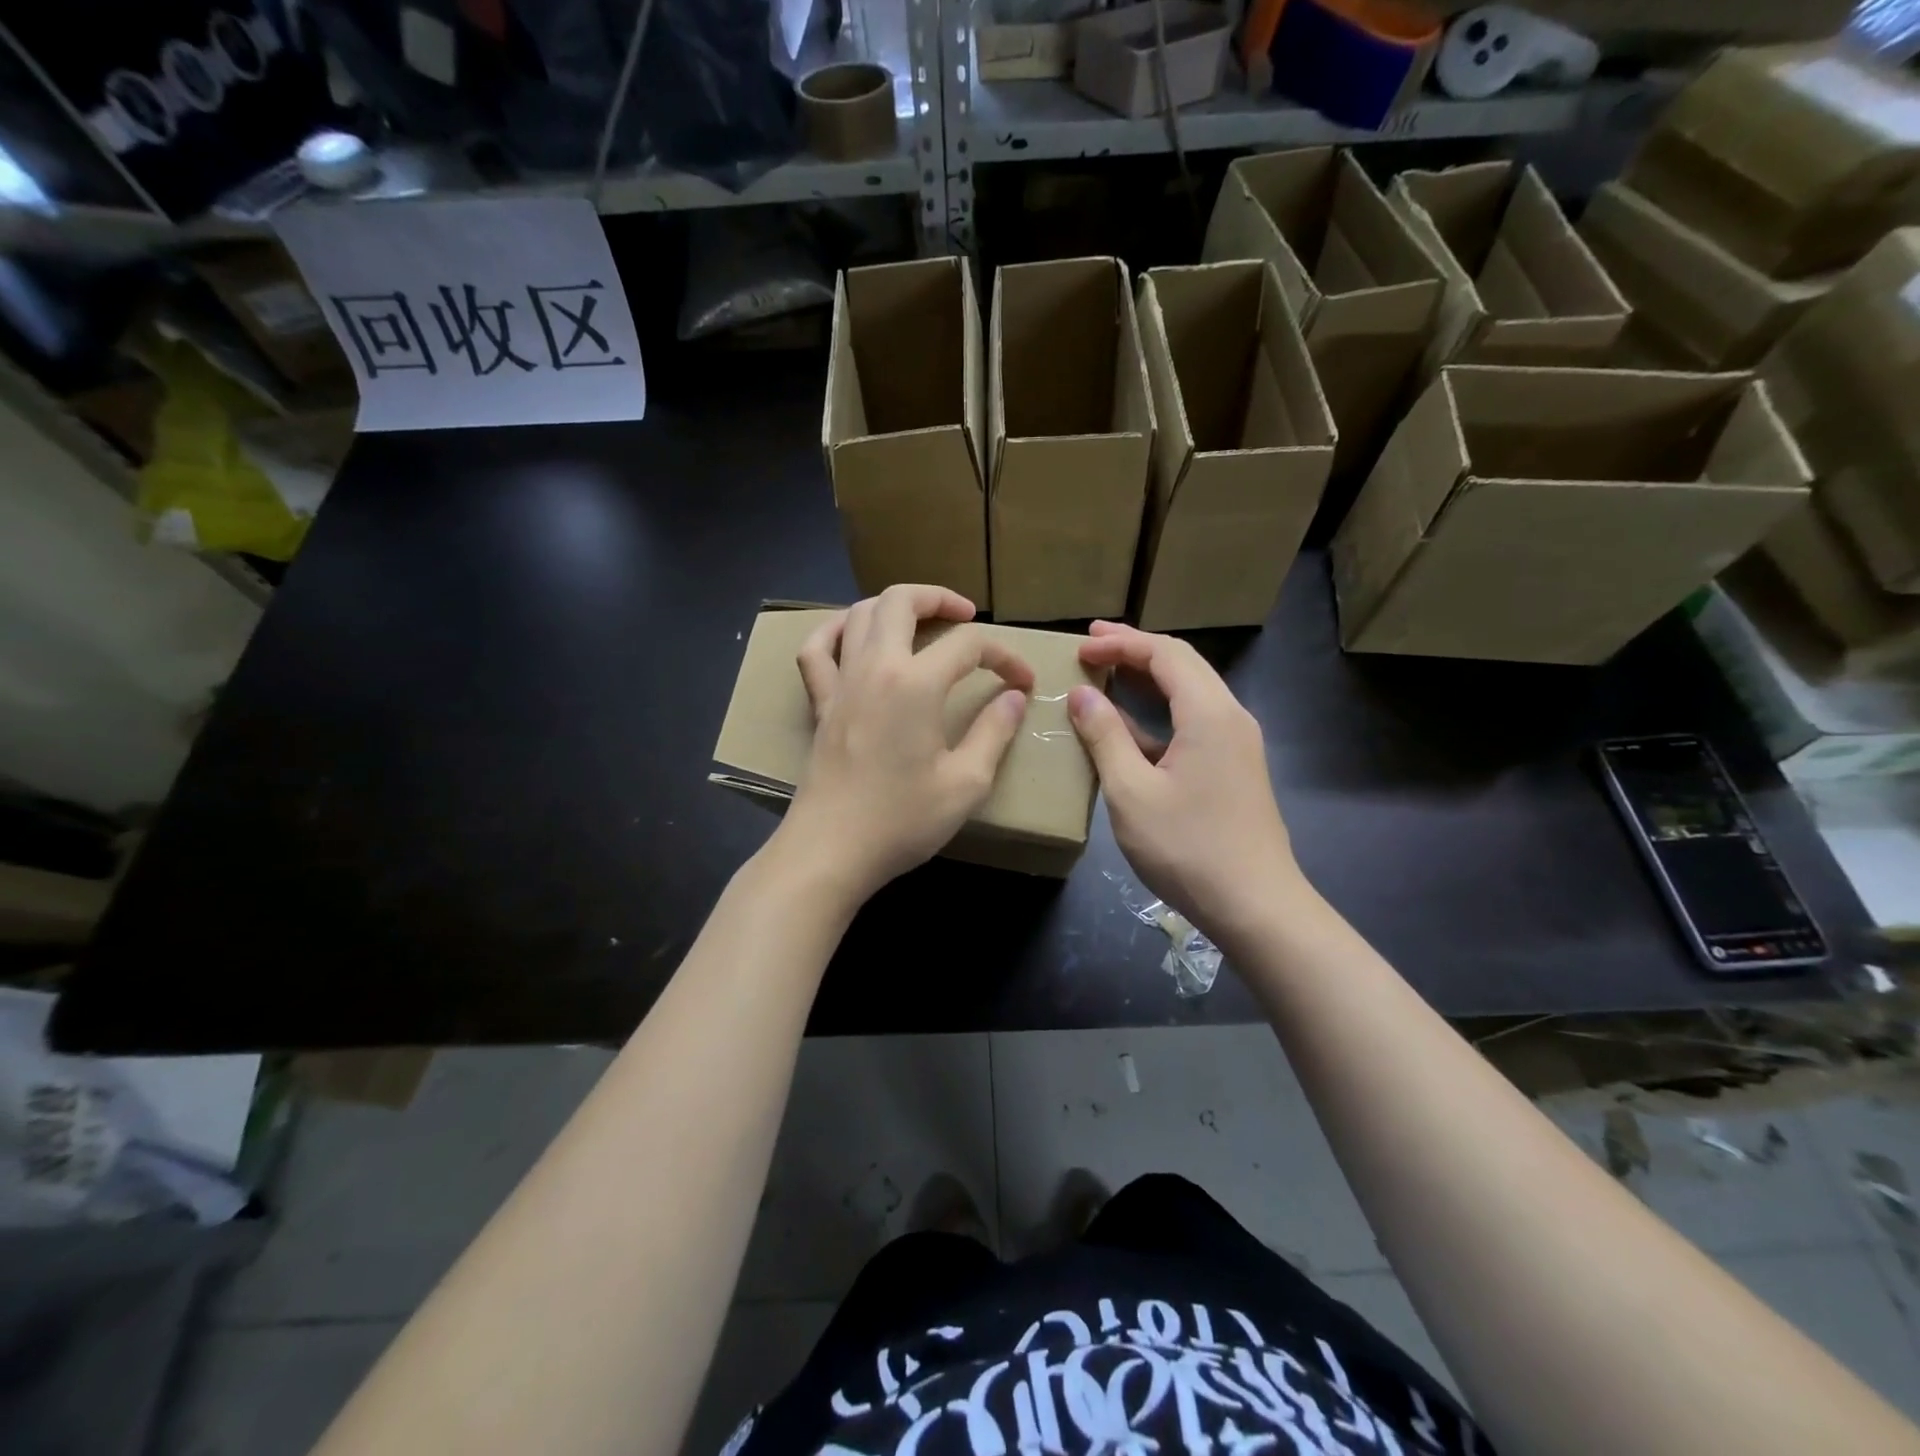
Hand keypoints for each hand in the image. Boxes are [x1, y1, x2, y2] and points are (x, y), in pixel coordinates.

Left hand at [777, 584, 1034, 902]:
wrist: (831, 850)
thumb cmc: (902, 820)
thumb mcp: (966, 783)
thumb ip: (994, 732)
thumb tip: (1013, 698)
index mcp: (916, 684)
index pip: (969, 645)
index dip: (1005, 655)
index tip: (1023, 681)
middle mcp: (875, 667)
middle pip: (902, 601)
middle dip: (940, 598)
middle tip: (967, 615)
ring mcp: (840, 682)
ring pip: (860, 613)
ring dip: (893, 606)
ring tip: (920, 622)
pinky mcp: (819, 703)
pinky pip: (816, 649)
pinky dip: (835, 630)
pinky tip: (853, 635)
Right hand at [1068, 622, 1303, 941]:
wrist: (1255, 905)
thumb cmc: (1187, 847)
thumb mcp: (1131, 792)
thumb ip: (1105, 736)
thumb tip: (1081, 694)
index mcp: (1209, 713)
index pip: (1165, 654)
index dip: (1121, 643)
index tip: (1081, 646)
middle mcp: (1230, 717)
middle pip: (1183, 664)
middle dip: (1135, 650)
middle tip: (1092, 646)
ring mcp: (1237, 743)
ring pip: (1190, 692)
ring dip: (1148, 680)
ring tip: (1106, 675)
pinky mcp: (1234, 767)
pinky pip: (1194, 722)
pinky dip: (1159, 713)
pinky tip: (1129, 728)